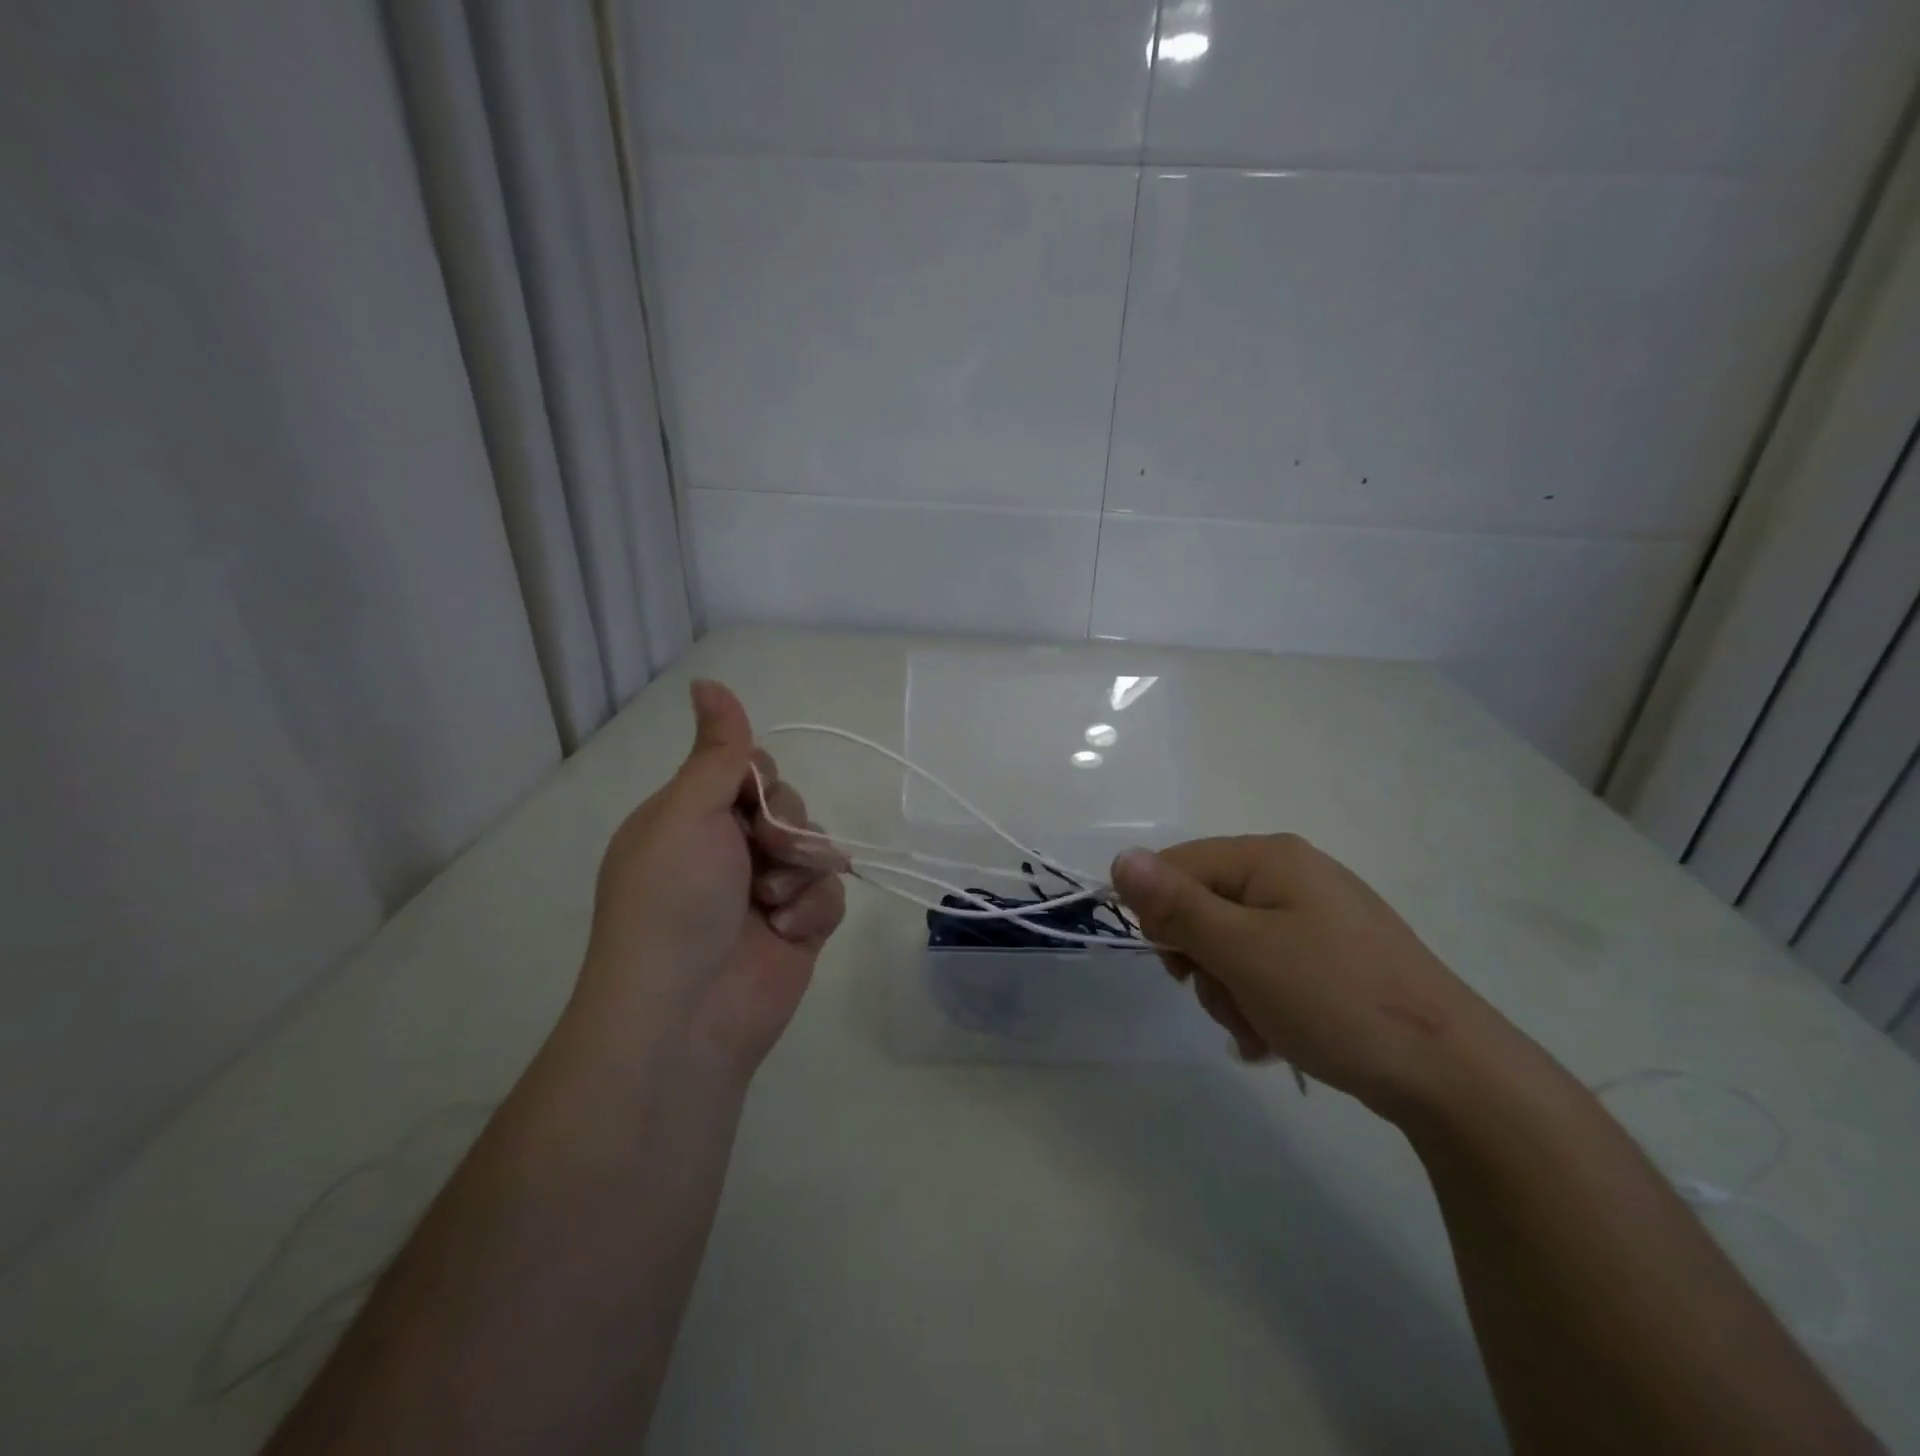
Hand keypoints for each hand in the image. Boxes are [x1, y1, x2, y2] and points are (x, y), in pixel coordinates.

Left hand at [575, 680, 846, 1074]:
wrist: (688, 1012)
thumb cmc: (675, 900)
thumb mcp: (687, 812)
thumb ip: (717, 750)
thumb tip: (708, 681)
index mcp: (691, 818)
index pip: (749, 769)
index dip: (761, 779)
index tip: (751, 800)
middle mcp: (728, 850)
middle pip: (789, 804)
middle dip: (785, 827)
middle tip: (762, 854)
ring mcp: (765, 891)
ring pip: (817, 846)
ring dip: (801, 870)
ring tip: (773, 905)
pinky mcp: (798, 927)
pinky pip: (829, 892)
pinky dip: (813, 909)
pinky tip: (787, 932)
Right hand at [1110, 836, 1514, 1115]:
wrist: (1453, 1074)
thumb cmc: (1336, 999)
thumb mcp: (1243, 952)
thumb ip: (1176, 906)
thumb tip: (1120, 858)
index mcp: (1270, 857)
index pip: (1177, 865)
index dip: (1160, 915)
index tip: (1175, 966)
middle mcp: (1292, 875)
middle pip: (1204, 906)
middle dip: (1202, 961)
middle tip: (1227, 998)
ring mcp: (1316, 916)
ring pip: (1232, 944)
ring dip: (1229, 990)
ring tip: (1260, 1027)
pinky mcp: (1332, 956)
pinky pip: (1267, 966)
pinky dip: (1259, 1001)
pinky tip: (1276, 1037)